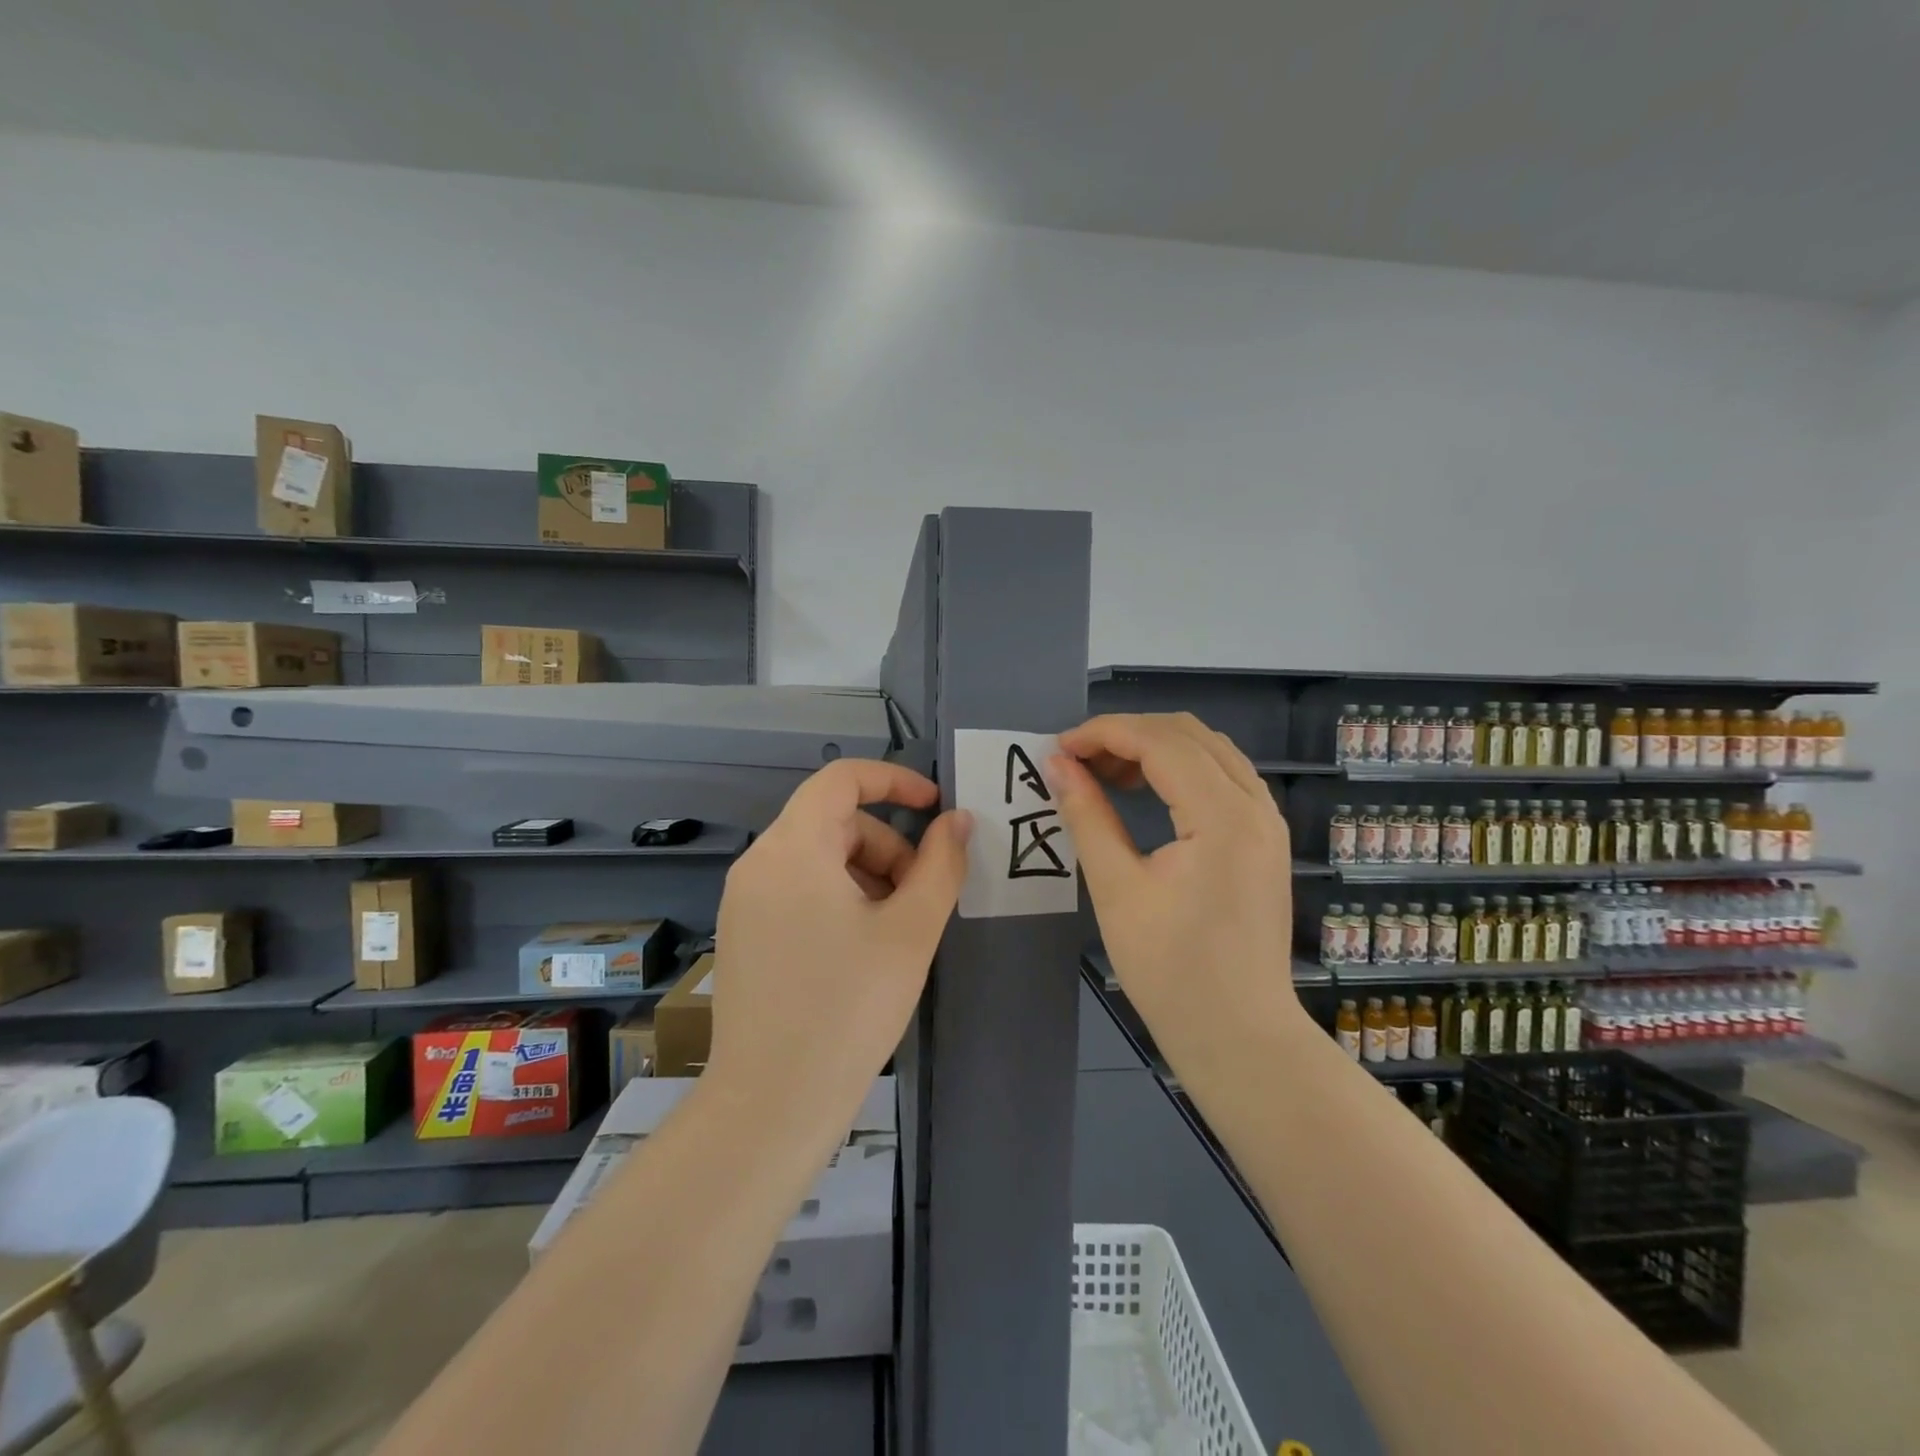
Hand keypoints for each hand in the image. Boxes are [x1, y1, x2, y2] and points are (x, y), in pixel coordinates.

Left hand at [706, 759, 970, 1135]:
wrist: (772, 1105)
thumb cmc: (849, 1008)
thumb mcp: (910, 931)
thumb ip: (940, 864)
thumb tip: (957, 820)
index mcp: (793, 849)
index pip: (840, 779)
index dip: (894, 780)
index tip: (935, 806)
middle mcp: (759, 863)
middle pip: (834, 822)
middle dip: (888, 846)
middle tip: (922, 898)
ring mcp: (745, 900)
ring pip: (819, 857)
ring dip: (867, 874)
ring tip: (896, 930)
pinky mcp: (744, 932)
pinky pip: (798, 888)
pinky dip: (839, 896)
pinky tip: (862, 947)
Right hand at [1049, 713, 1307, 1064]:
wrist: (1238, 1034)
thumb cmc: (1171, 970)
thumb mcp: (1117, 889)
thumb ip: (1087, 816)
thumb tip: (1057, 764)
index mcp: (1222, 816)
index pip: (1160, 742)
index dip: (1103, 733)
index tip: (1058, 749)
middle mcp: (1255, 805)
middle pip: (1189, 733)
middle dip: (1127, 734)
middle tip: (1078, 762)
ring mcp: (1267, 821)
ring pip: (1209, 749)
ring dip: (1155, 747)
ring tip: (1106, 774)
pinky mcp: (1265, 838)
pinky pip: (1223, 775)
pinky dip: (1181, 768)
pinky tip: (1148, 790)